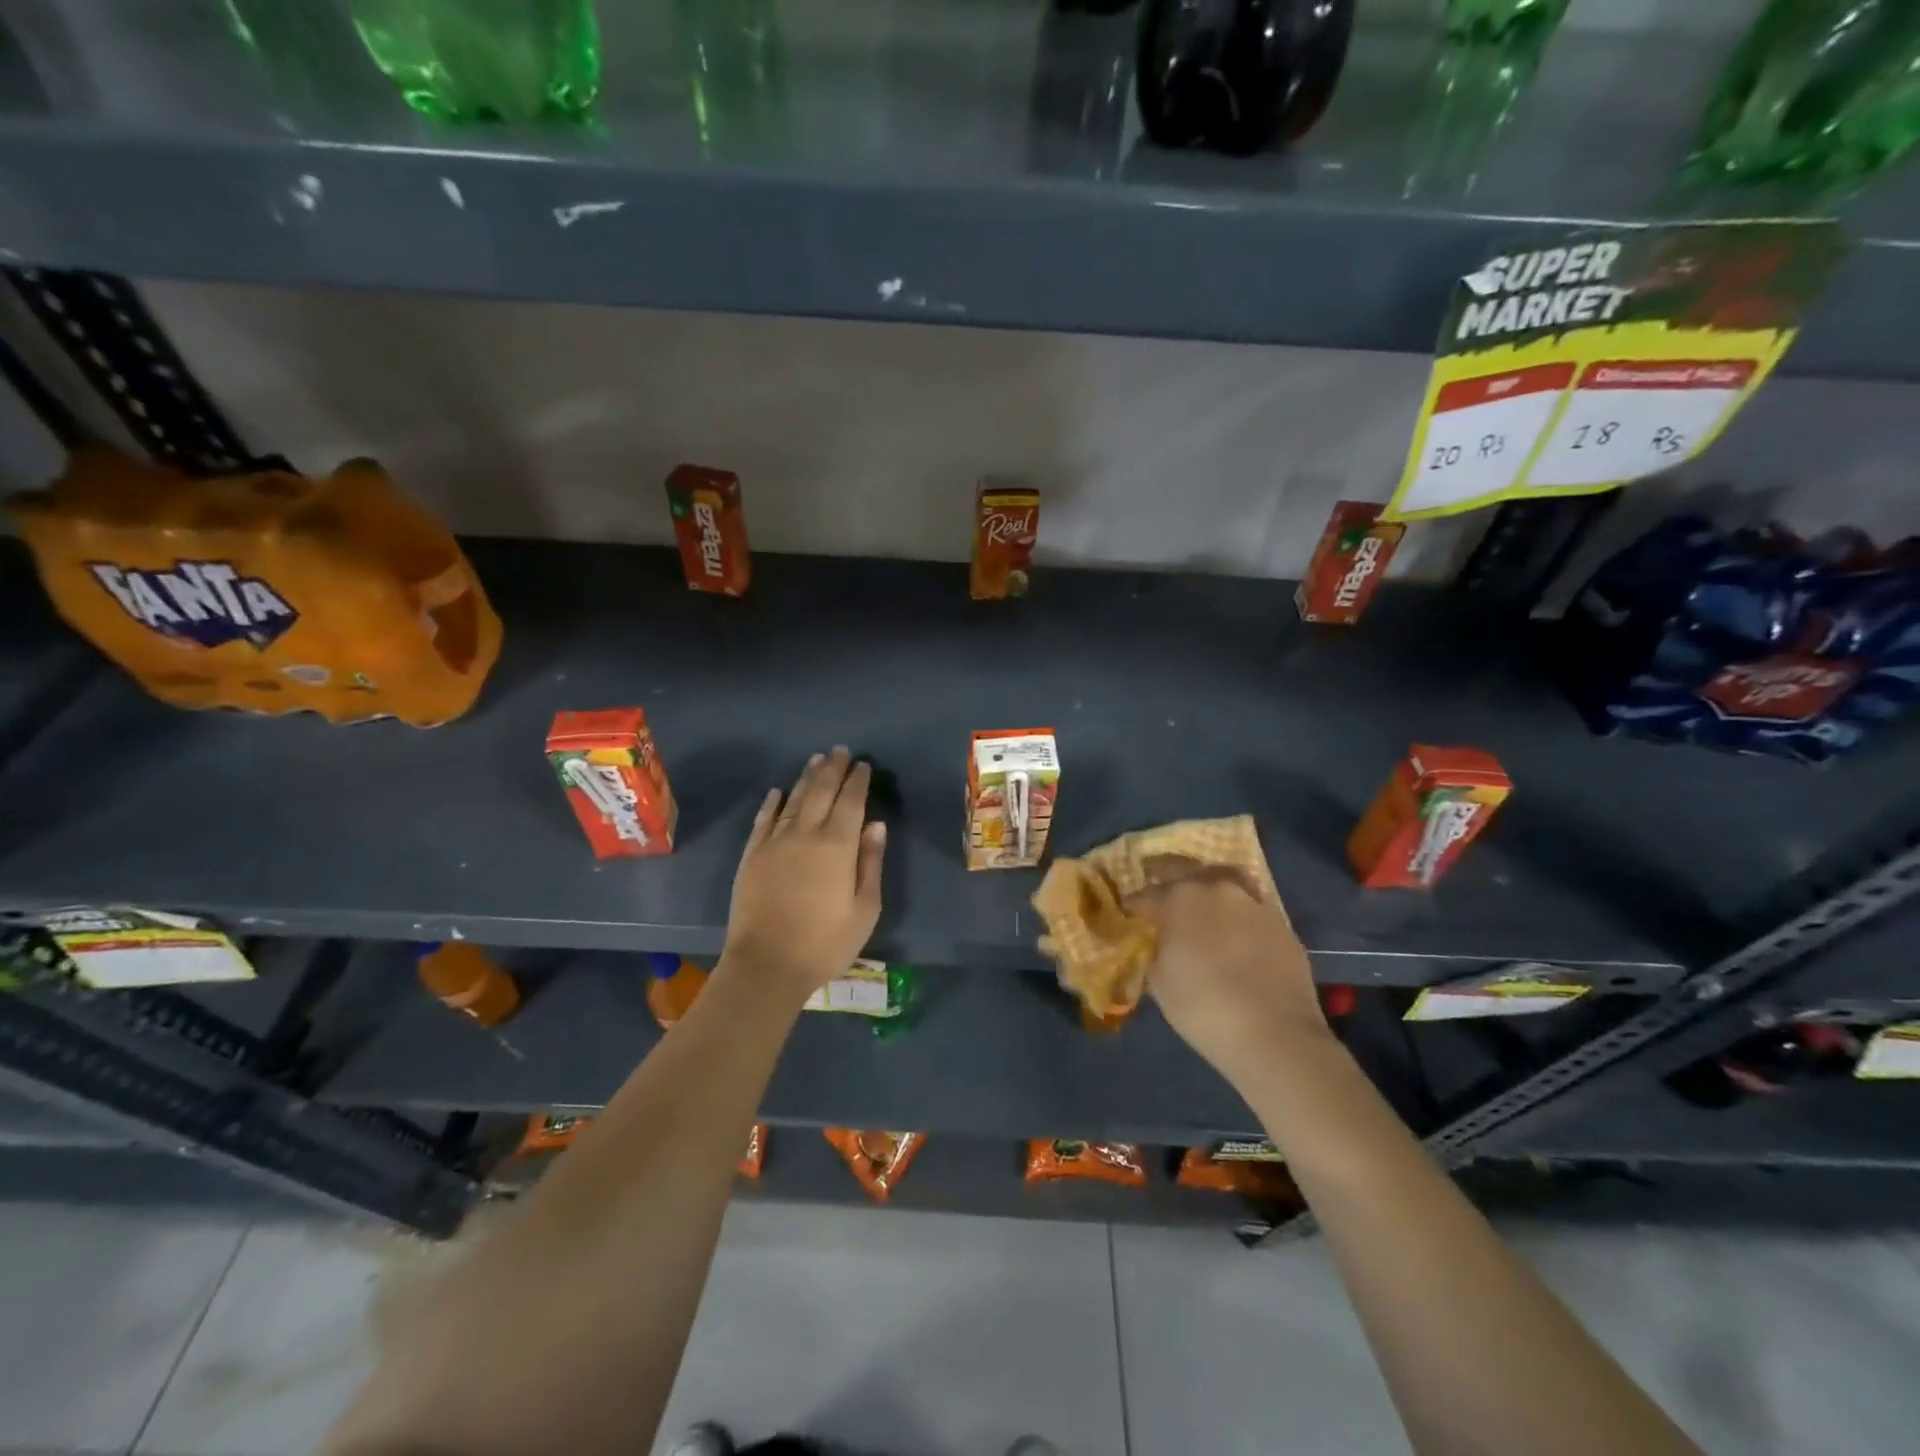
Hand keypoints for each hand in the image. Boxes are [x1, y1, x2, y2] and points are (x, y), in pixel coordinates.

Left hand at [722, 746, 884, 998]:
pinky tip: (778, 791)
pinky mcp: (752, 855)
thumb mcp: (865, 908)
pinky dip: (773, 802)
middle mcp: (805, 833)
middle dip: (833, 768)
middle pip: (821, 791)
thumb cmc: (825, 942)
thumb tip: (875, 824)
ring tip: (816, 760)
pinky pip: (764, 819)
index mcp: (838, 845)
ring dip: (806, 777)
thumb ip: (870, 862)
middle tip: (840, 751)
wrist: (767, 965)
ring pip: (793, 798)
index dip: (858, 780)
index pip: (851, 801)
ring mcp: (774, 842)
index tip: (863, 765)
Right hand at [1128, 862, 1328, 1090]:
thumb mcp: (1160, 983)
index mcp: (1178, 899)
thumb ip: (1155, 951)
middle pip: (1183, 871)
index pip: (1145, 895)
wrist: (1275, 1034)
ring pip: (1223, 879)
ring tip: (1200, 900)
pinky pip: (1250, 905)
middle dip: (1166, 879)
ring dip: (1206, 886)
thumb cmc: (1203, 1007)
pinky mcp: (1281, 923)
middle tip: (1159, 893)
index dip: (1133, 906)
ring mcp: (1252, 902)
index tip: (1128, 914)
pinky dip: (1236, 911)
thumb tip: (1159, 943)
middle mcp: (1215, 889)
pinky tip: (1233, 928)